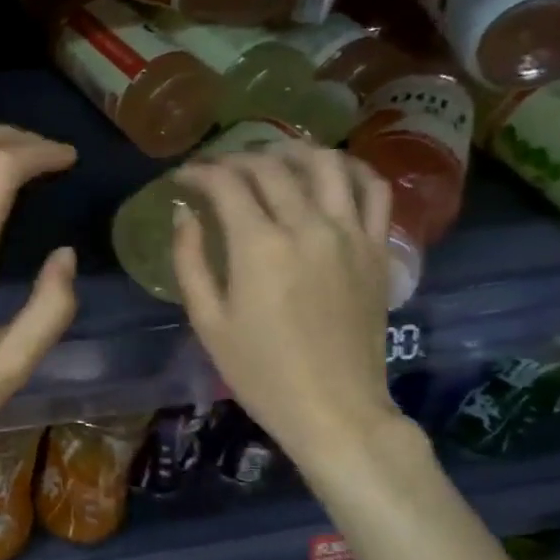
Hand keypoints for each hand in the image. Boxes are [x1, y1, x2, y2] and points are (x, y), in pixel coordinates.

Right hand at [170, 145, 400, 476]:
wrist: (334, 409)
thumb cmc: (260, 373)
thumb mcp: (208, 322)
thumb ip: (190, 261)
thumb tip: (185, 216)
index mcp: (259, 247)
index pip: (227, 184)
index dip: (200, 173)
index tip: (183, 178)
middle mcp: (308, 227)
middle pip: (272, 168)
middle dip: (236, 159)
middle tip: (217, 170)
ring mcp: (350, 235)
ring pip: (326, 165)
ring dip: (293, 151)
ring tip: (271, 158)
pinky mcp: (377, 249)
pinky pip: (372, 191)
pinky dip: (350, 170)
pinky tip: (329, 173)